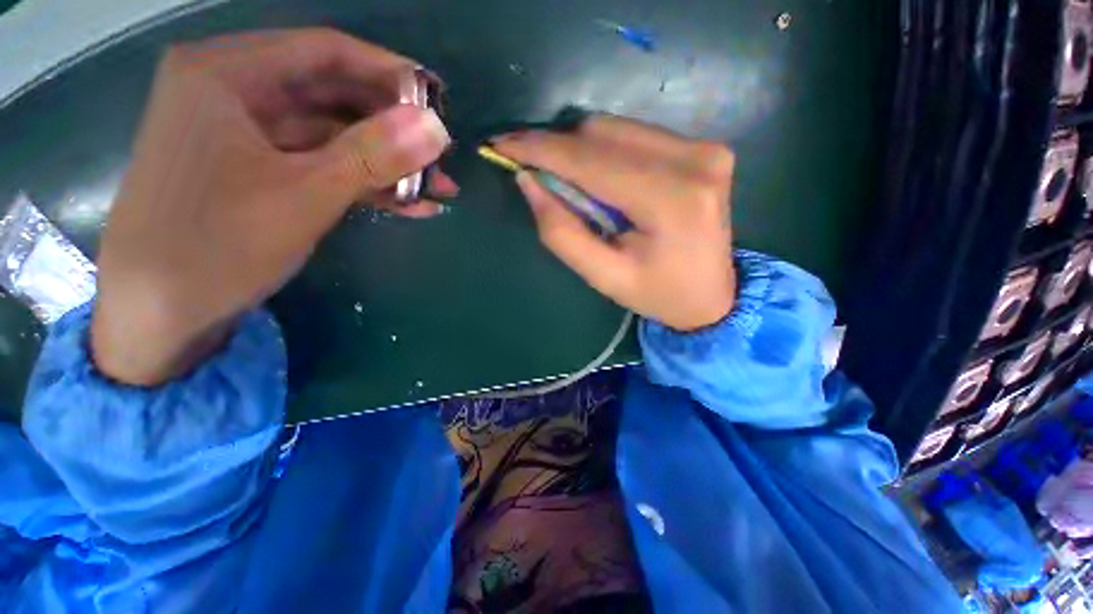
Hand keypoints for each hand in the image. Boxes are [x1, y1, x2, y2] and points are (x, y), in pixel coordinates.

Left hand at [92, 29, 453, 385]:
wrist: (158, 315)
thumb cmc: (217, 245)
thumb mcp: (306, 194)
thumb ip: (374, 155)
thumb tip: (436, 129)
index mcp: (225, 74)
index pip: (324, 52)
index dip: (388, 72)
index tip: (437, 100)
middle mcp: (231, 92)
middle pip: (331, 96)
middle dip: (393, 130)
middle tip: (440, 156)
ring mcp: (244, 136)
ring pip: (332, 137)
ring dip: (386, 165)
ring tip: (437, 190)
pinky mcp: (256, 173)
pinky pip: (320, 166)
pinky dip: (363, 184)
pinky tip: (407, 205)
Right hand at [492, 115, 735, 330]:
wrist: (713, 296)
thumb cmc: (657, 294)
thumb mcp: (603, 276)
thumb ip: (562, 232)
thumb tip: (529, 181)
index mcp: (671, 200)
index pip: (591, 160)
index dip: (542, 149)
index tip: (502, 144)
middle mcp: (694, 160)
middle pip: (603, 132)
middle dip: (558, 148)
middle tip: (530, 167)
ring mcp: (704, 148)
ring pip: (618, 128)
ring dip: (580, 149)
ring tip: (564, 180)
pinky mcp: (704, 147)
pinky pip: (636, 135)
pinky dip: (606, 150)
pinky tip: (598, 178)